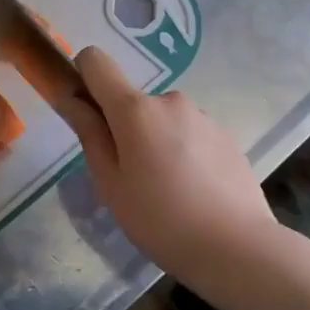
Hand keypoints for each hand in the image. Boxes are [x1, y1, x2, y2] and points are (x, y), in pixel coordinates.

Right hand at [56, 48, 275, 274]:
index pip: (96, 61)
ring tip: (167, 191)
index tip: (86, 112)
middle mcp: (169, 100)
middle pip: (132, 101)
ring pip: (162, 120)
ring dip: (156, 142)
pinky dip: (183, 153)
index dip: (84, 77)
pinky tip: (194, 193)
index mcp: (135, 109)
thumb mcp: (111, 183)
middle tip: (131, 178)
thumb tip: (71, 98)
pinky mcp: (225, 135)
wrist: (237, 248)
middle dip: (125, 129)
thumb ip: (90, 134)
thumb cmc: (160, 219)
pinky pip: (190, 135)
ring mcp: (202, 116)